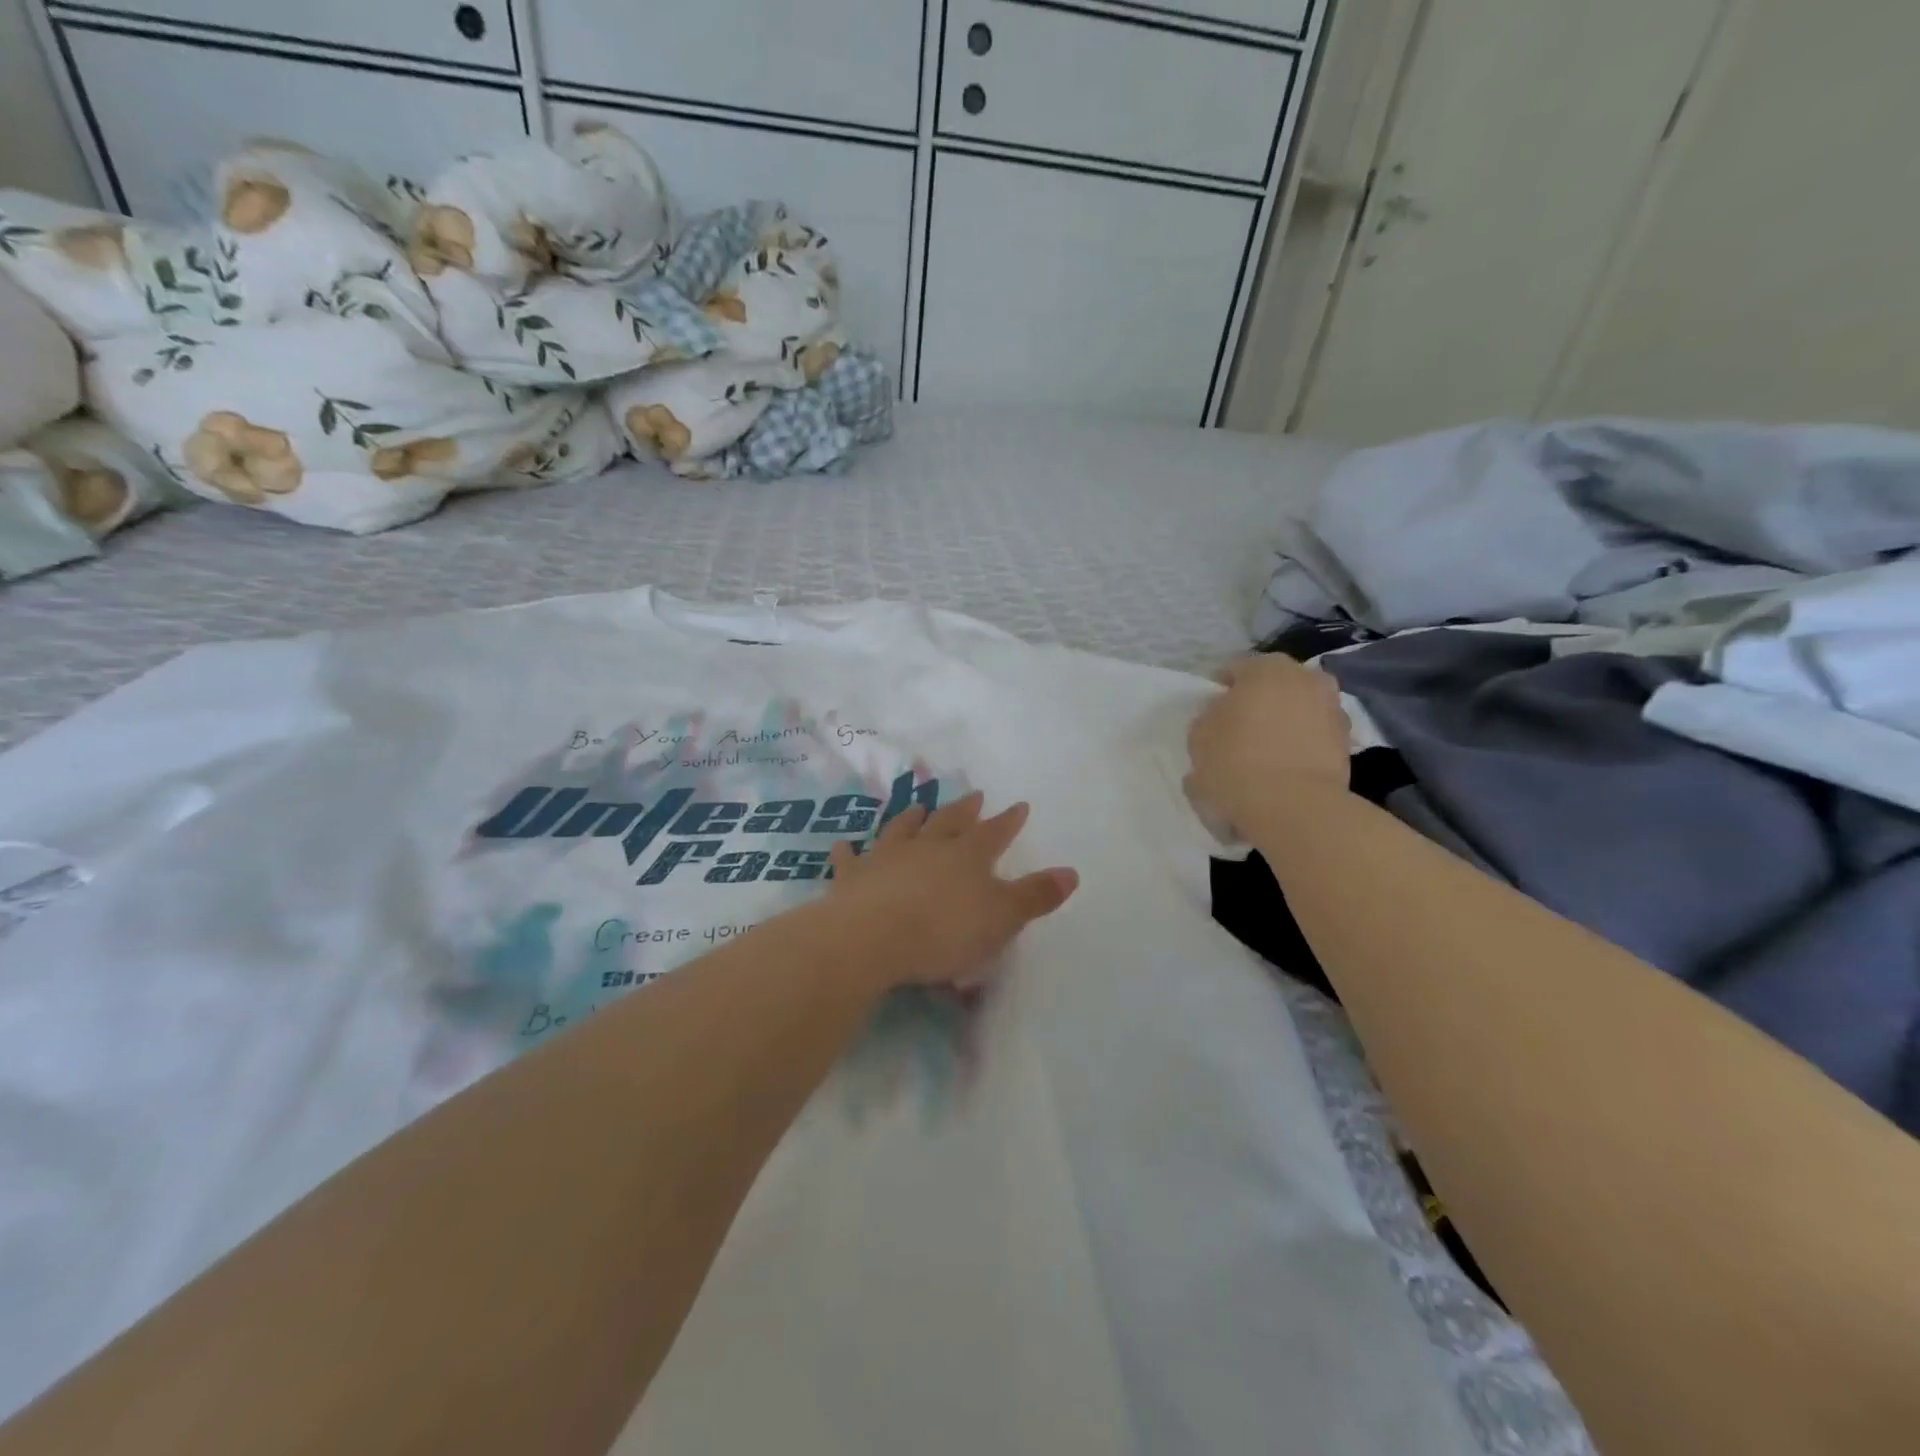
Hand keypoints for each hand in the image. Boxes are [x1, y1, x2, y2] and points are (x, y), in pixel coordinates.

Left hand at [825, 792, 1078, 989]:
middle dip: (964, 810)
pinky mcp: (852, 877)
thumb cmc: (944, 931)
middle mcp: (927, 847)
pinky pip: (850, 858)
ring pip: (902, 829)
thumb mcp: (1002, 918)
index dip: (1008, 821)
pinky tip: (844, 845)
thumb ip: (1035, 895)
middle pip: (949, 822)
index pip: (994, 833)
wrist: (870, 937)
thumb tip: (1072, 872)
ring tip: (919, 806)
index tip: (1019, 805)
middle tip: (973, 795)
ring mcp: (886, 857)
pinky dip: (849, 851)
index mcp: (967, 856)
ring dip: (913, 818)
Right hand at [1186, 656, 1351, 837]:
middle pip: (1273, 685)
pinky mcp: (1347, 742)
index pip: (1236, 668)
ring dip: (1283, 722)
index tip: (1211, 712)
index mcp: (1265, 668)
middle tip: (1239, 730)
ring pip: (1297, 709)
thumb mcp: (1199, 737)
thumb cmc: (1236, 763)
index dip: (1221, 689)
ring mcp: (1332, 708)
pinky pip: (1314, 736)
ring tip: (1264, 752)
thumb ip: (1209, 717)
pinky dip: (1301, 745)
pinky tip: (1284, 769)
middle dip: (1258, 702)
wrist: (1294, 807)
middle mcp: (1305, 677)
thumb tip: (1221, 715)